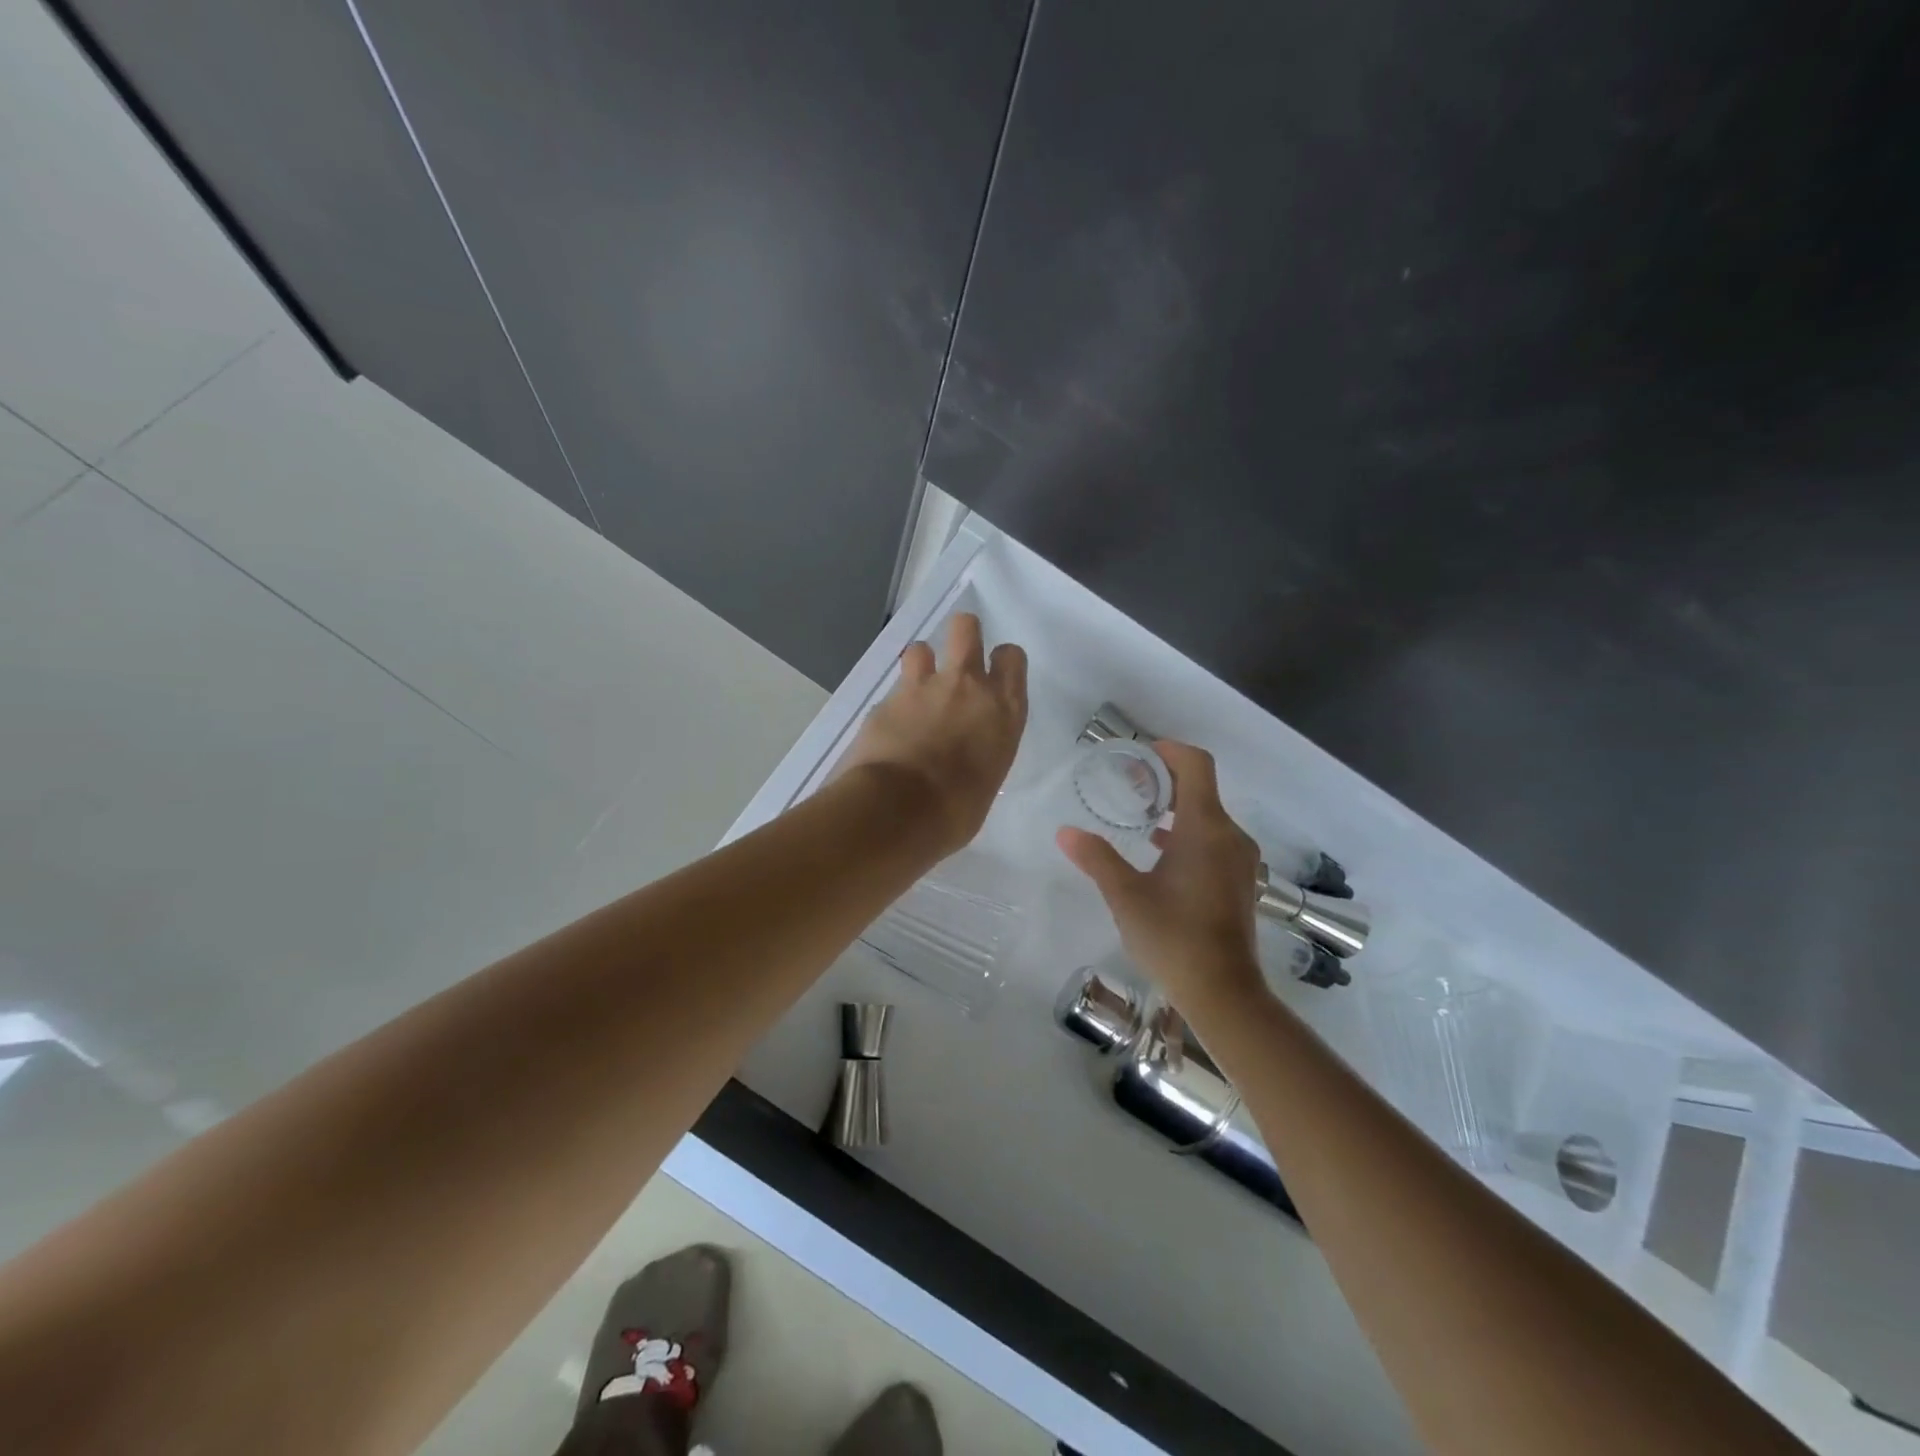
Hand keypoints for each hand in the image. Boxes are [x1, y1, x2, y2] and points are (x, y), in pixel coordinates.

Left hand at [837, 612, 1026, 855]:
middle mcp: (966, 686)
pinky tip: (890, 730)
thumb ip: (981, 753)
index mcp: (1003, 710)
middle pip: (966, 627)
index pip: (1011, 657)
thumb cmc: (956, 812)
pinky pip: (893, 691)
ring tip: (917, 694)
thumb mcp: (986, 781)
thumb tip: (967, 758)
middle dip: (961, 635)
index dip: (1002, 661)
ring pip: (921, 648)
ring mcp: (922, 688)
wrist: (898, 812)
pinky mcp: (886, 701)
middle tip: (956, 660)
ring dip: (921, 666)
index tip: (994, 675)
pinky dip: (893, 706)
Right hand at [1057, 740, 1265, 1009]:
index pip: (1196, 765)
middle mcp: (1229, 836)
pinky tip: (1159, 851)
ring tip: (1139, 814)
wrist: (1224, 992)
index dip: (1168, 750)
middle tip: (1128, 784)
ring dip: (1176, 807)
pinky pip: (1214, 839)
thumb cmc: (1173, 937)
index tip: (1138, 755)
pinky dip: (1187, 832)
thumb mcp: (1126, 896)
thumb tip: (1065, 832)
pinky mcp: (1238, 881)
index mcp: (1205, 828)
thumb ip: (1097, 858)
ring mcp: (1239, 860)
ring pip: (1208, 815)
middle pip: (1202, 787)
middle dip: (1165, 779)